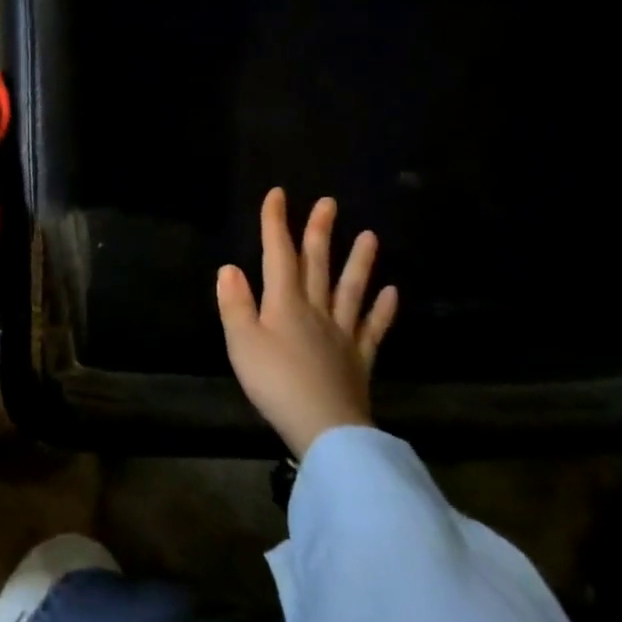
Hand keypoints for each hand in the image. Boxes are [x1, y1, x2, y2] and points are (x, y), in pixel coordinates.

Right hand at [215, 188, 398, 458]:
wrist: (324, 427)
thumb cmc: (274, 382)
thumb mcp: (241, 342)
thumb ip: (235, 303)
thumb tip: (229, 268)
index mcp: (284, 303)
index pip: (278, 254)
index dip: (276, 223)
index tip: (279, 194)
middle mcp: (316, 309)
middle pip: (317, 264)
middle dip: (319, 232)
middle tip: (329, 203)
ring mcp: (342, 332)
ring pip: (350, 290)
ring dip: (359, 262)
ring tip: (370, 236)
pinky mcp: (359, 358)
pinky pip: (373, 327)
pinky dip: (383, 309)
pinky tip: (391, 292)